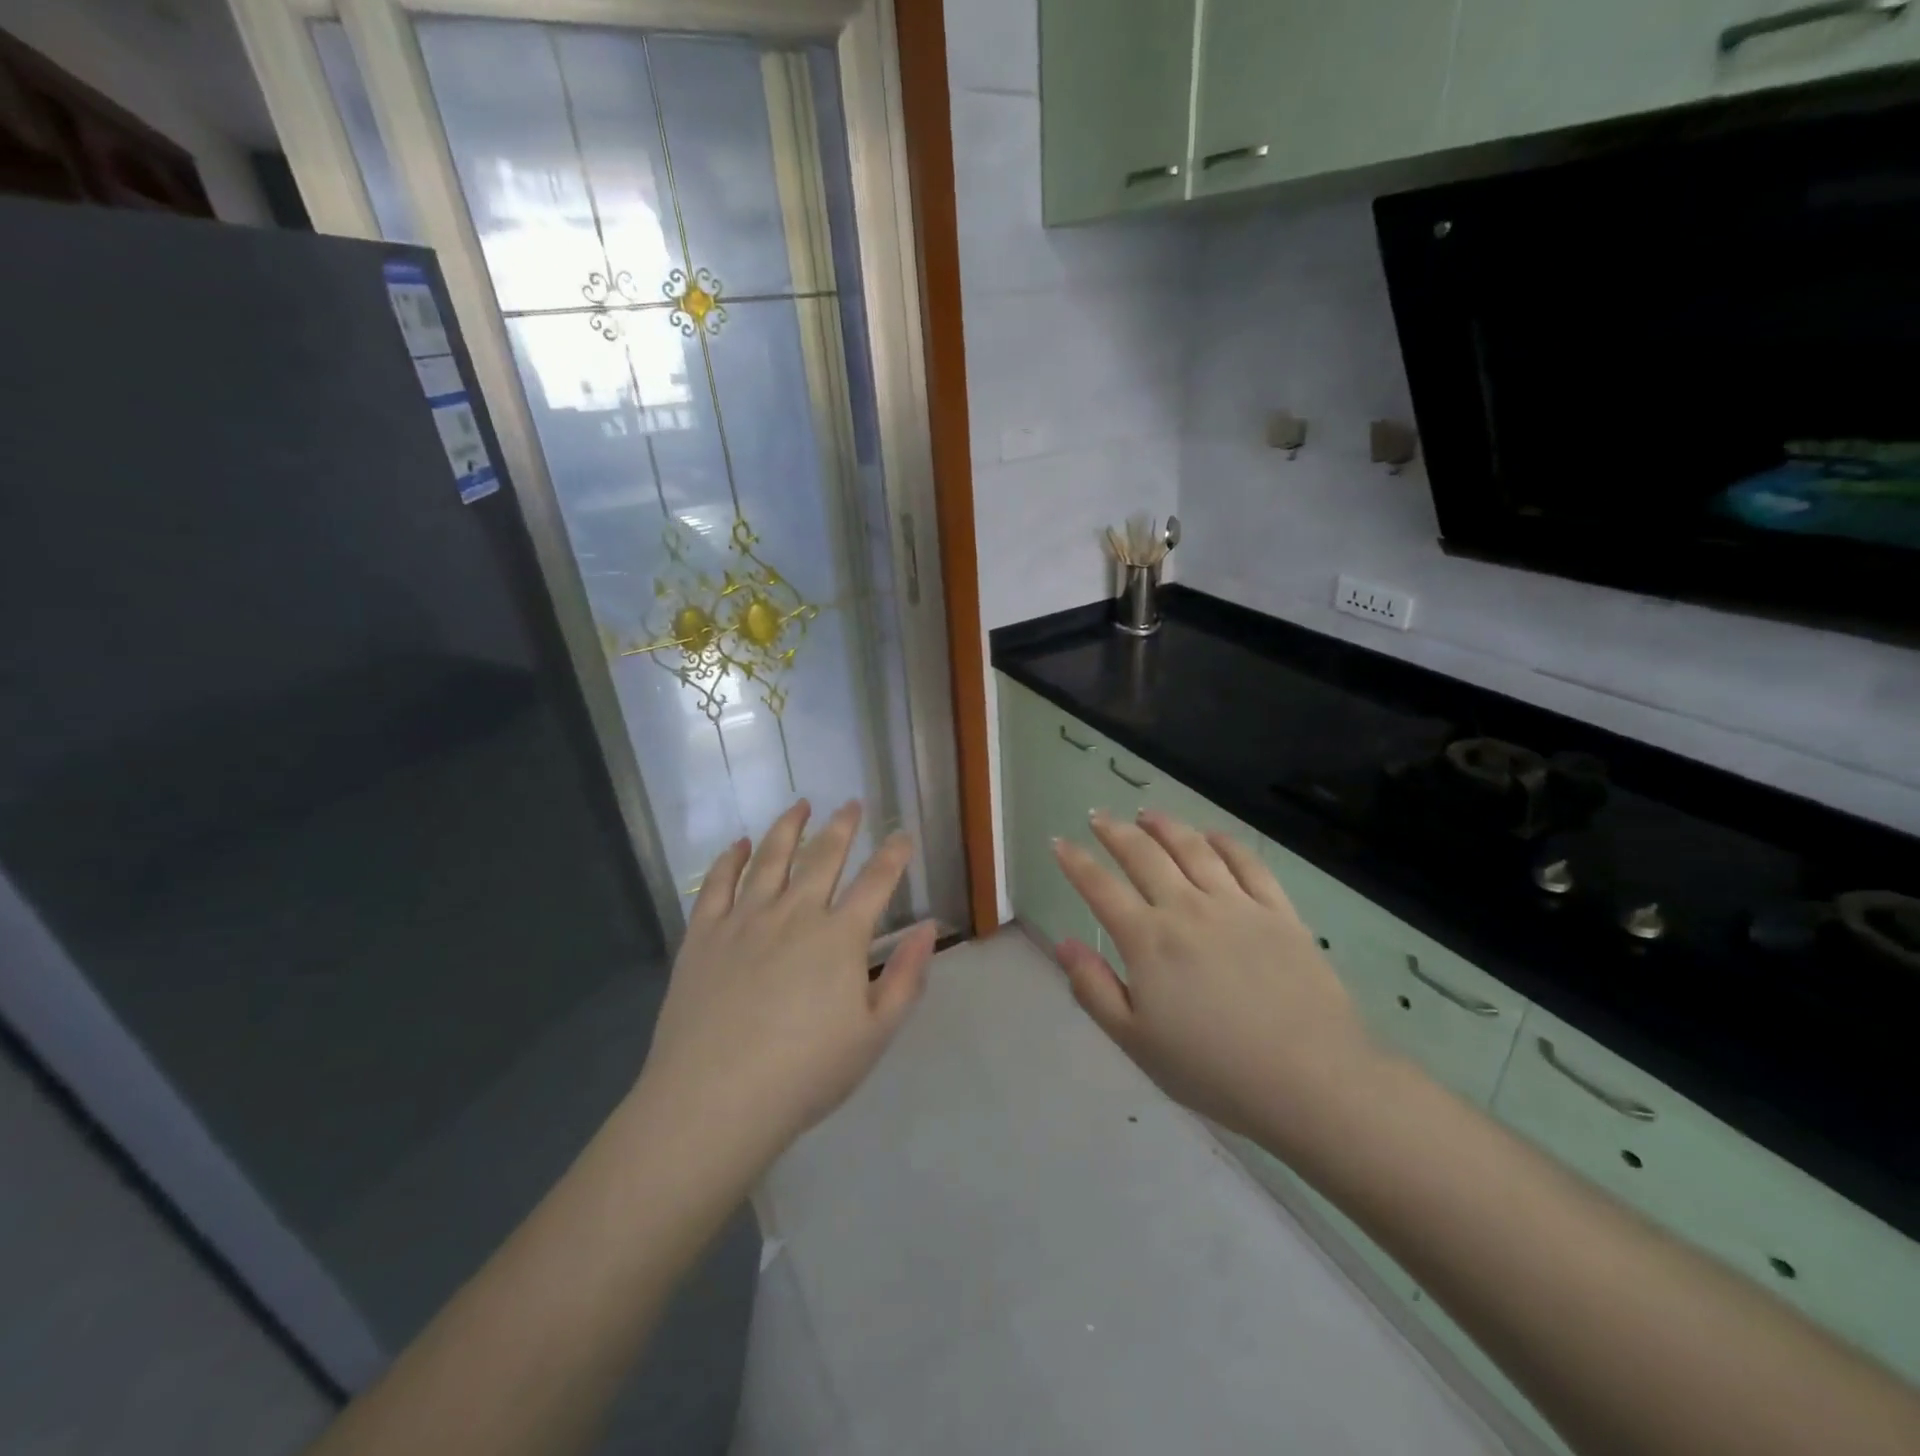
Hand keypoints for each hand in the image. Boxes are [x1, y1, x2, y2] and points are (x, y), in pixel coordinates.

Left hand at [635, 800, 935, 1175]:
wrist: (715, 1100)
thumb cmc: (805, 1073)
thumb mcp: (875, 1034)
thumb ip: (907, 977)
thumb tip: (927, 927)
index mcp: (840, 937)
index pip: (876, 882)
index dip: (893, 855)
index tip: (902, 835)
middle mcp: (795, 913)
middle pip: (823, 857)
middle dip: (842, 826)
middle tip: (851, 804)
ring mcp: (745, 919)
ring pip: (771, 858)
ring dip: (788, 827)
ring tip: (800, 805)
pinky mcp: (704, 934)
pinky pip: (718, 883)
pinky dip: (732, 858)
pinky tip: (740, 844)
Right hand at [1052, 811, 1375, 1142]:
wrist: (1310, 1080)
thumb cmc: (1213, 1069)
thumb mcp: (1136, 1042)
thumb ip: (1095, 989)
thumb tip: (1064, 944)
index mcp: (1148, 940)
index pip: (1100, 888)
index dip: (1075, 862)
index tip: (1059, 843)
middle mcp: (1187, 908)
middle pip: (1144, 855)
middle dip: (1115, 831)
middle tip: (1098, 817)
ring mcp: (1236, 905)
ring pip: (1193, 848)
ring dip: (1165, 826)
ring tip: (1148, 814)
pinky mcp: (1278, 912)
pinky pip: (1247, 863)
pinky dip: (1224, 843)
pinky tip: (1212, 836)